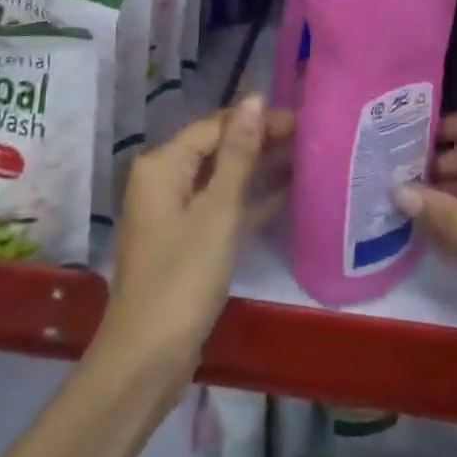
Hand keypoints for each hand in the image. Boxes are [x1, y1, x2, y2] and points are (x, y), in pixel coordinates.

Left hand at [98, 94, 290, 405]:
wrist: (147, 359)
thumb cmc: (183, 277)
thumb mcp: (218, 210)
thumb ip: (239, 153)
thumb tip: (254, 97)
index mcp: (163, 165)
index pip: (216, 125)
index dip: (257, 119)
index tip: (302, 118)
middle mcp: (163, 180)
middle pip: (218, 148)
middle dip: (260, 141)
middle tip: (309, 136)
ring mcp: (173, 212)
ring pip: (222, 177)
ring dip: (258, 168)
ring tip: (304, 157)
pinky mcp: (186, 241)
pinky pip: (221, 206)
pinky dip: (249, 200)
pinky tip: (285, 194)